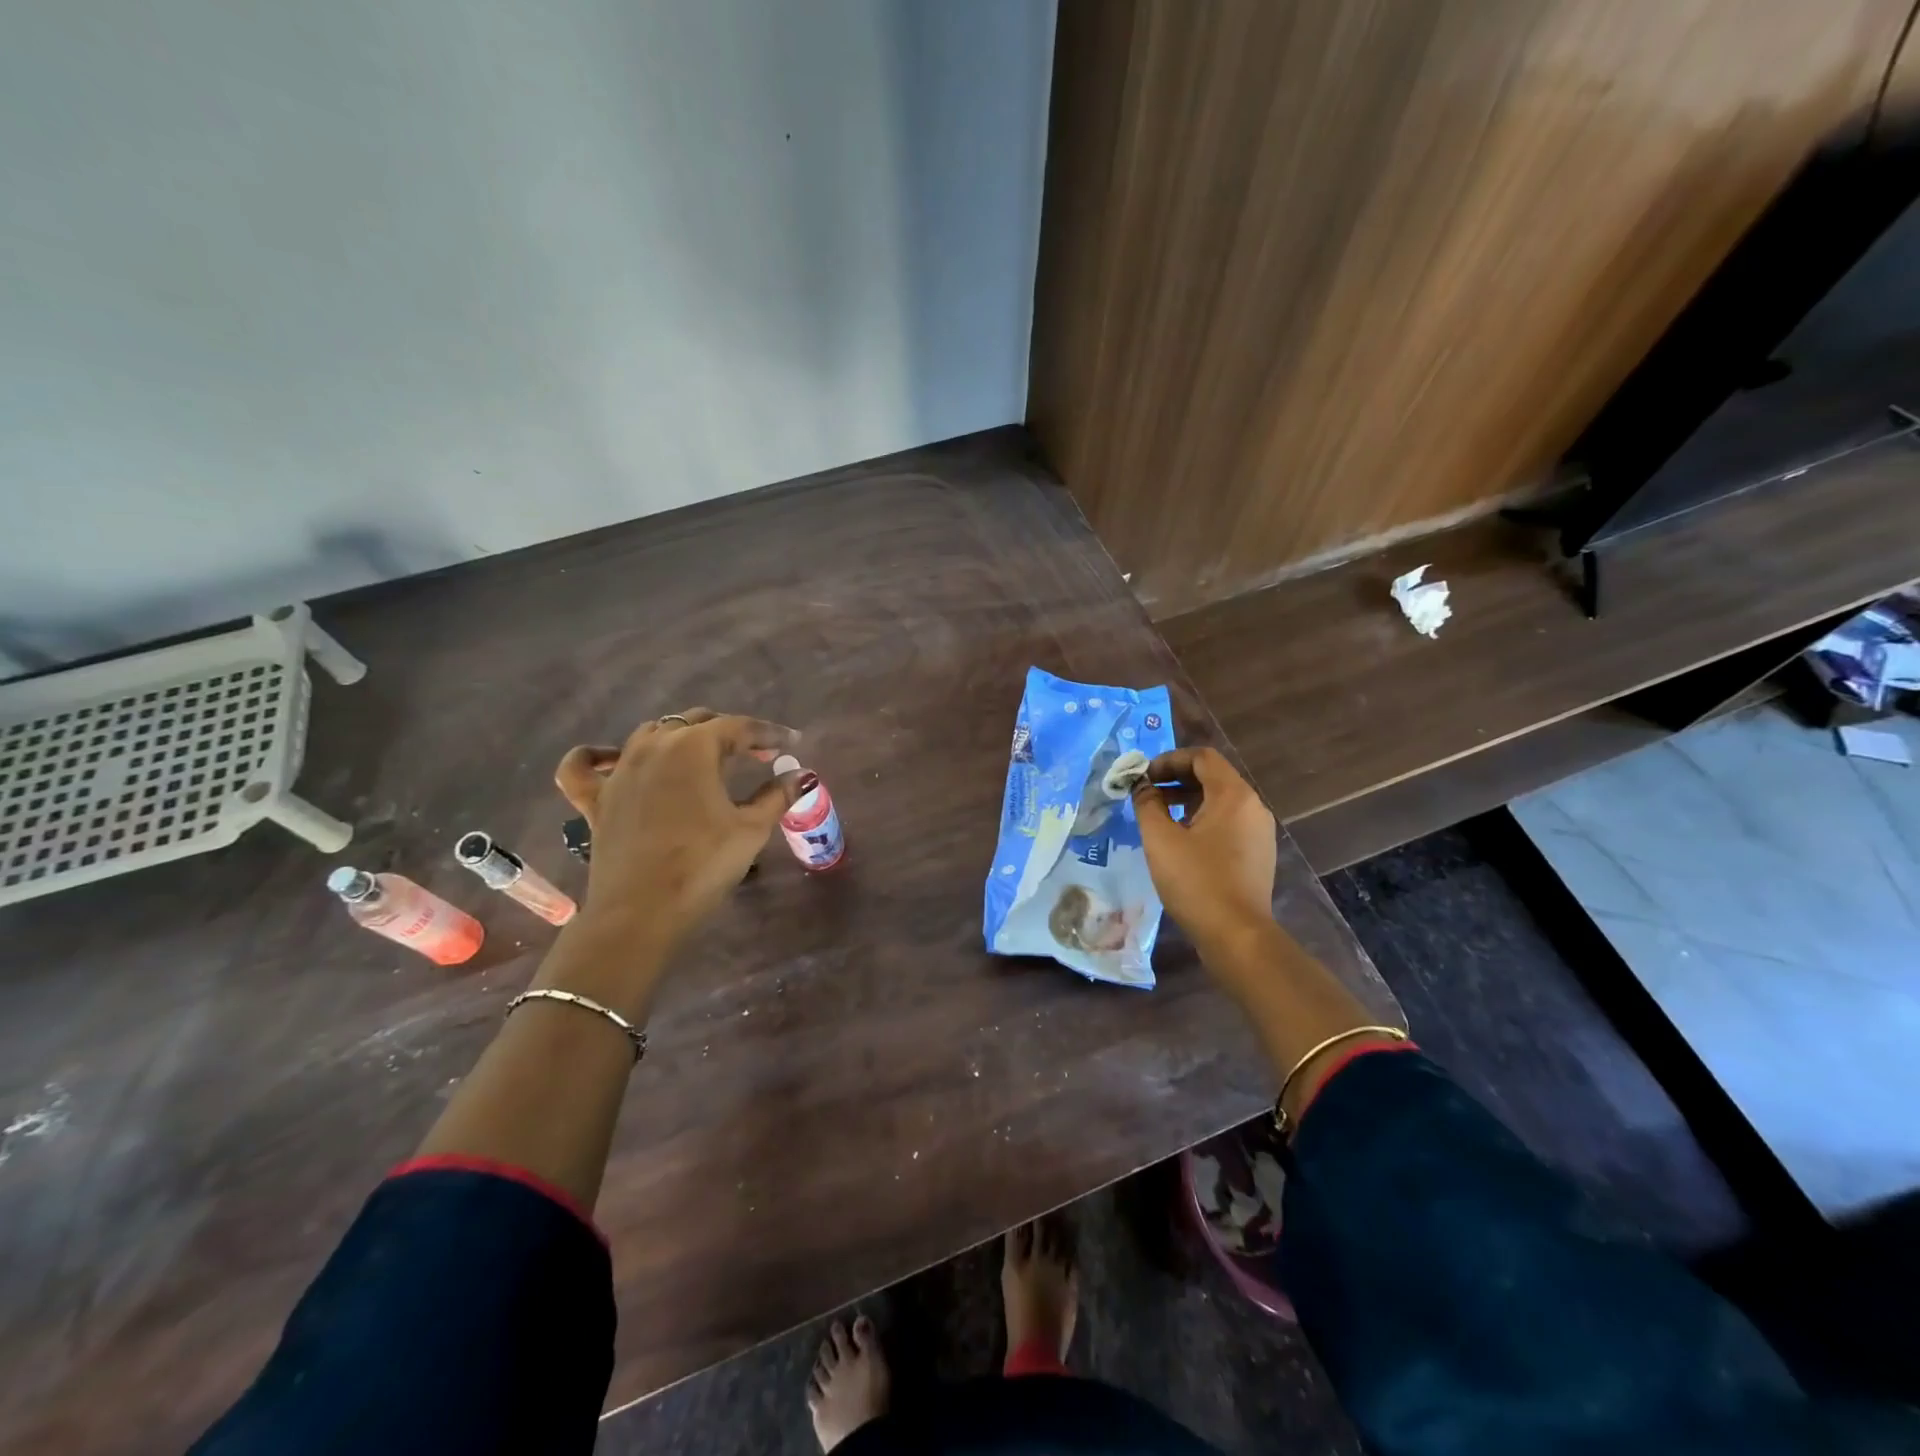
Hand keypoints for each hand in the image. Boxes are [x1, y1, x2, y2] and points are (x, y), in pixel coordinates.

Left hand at [555, 710, 800, 952]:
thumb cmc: (703, 865)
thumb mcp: (751, 829)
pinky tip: (613, 758)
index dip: (769, 733)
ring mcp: (619, 770)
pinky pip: (585, 766)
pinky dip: (597, 756)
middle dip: (731, 733)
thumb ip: (777, 795)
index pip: (739, 727)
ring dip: (682, 738)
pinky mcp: (595, 798)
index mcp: (694, 747)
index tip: (793, 742)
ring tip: (705, 758)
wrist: (641, 912)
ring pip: (651, 733)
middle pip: (697, 723)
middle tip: (757, 754)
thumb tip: (802, 775)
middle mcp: (653, 746)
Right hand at [1131, 747, 1277, 958]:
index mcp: (1234, 795)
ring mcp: (1259, 832)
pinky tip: (1180, 842)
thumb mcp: (1160, 839)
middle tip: (1145, 794)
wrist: (1236, 935)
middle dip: (1175, 780)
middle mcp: (1253, 806)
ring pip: (1220, 801)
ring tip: (1157, 817)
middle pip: (1212, 777)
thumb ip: (1147, 804)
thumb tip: (1142, 786)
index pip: (1202, 757)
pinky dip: (1202, 820)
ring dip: (1187, 800)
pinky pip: (1227, 823)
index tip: (1143, 778)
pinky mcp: (1257, 854)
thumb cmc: (1196, 881)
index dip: (1168, 760)